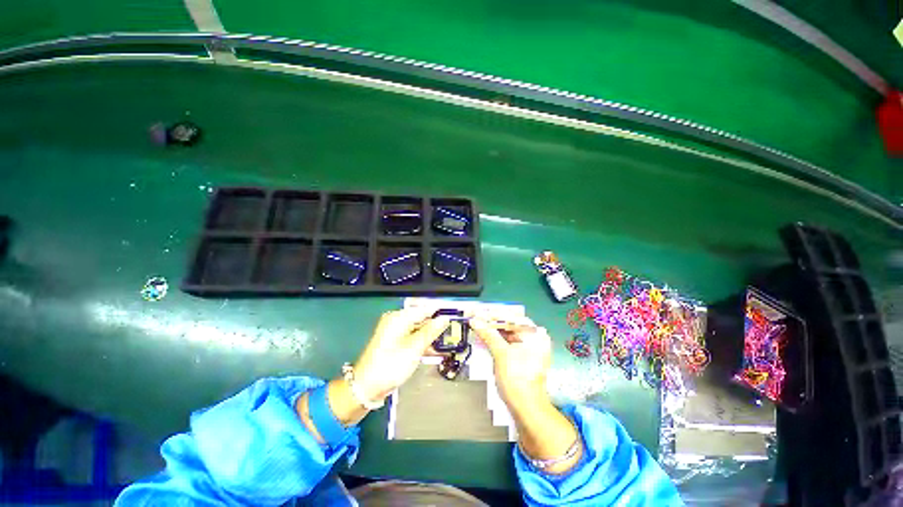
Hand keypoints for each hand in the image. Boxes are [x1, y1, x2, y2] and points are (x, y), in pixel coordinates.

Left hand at [352, 308, 450, 401]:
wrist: (367, 387)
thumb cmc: (391, 365)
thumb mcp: (414, 348)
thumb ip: (431, 331)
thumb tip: (444, 318)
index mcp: (399, 318)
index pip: (424, 309)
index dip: (440, 312)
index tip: (455, 316)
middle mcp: (396, 321)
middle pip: (421, 319)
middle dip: (436, 326)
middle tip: (452, 333)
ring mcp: (395, 333)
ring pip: (418, 330)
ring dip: (431, 337)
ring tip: (446, 343)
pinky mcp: (395, 344)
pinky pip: (412, 339)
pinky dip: (422, 344)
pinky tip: (433, 351)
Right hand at [470, 317, 580, 472]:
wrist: (527, 409)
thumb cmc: (517, 380)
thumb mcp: (501, 354)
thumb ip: (488, 334)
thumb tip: (475, 320)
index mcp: (534, 334)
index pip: (511, 317)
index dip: (492, 315)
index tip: (476, 312)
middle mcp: (534, 338)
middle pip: (509, 324)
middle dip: (491, 321)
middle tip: (474, 317)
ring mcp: (528, 347)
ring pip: (507, 333)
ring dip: (491, 329)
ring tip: (476, 324)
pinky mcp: (521, 356)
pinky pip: (507, 342)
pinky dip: (495, 339)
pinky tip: (483, 335)